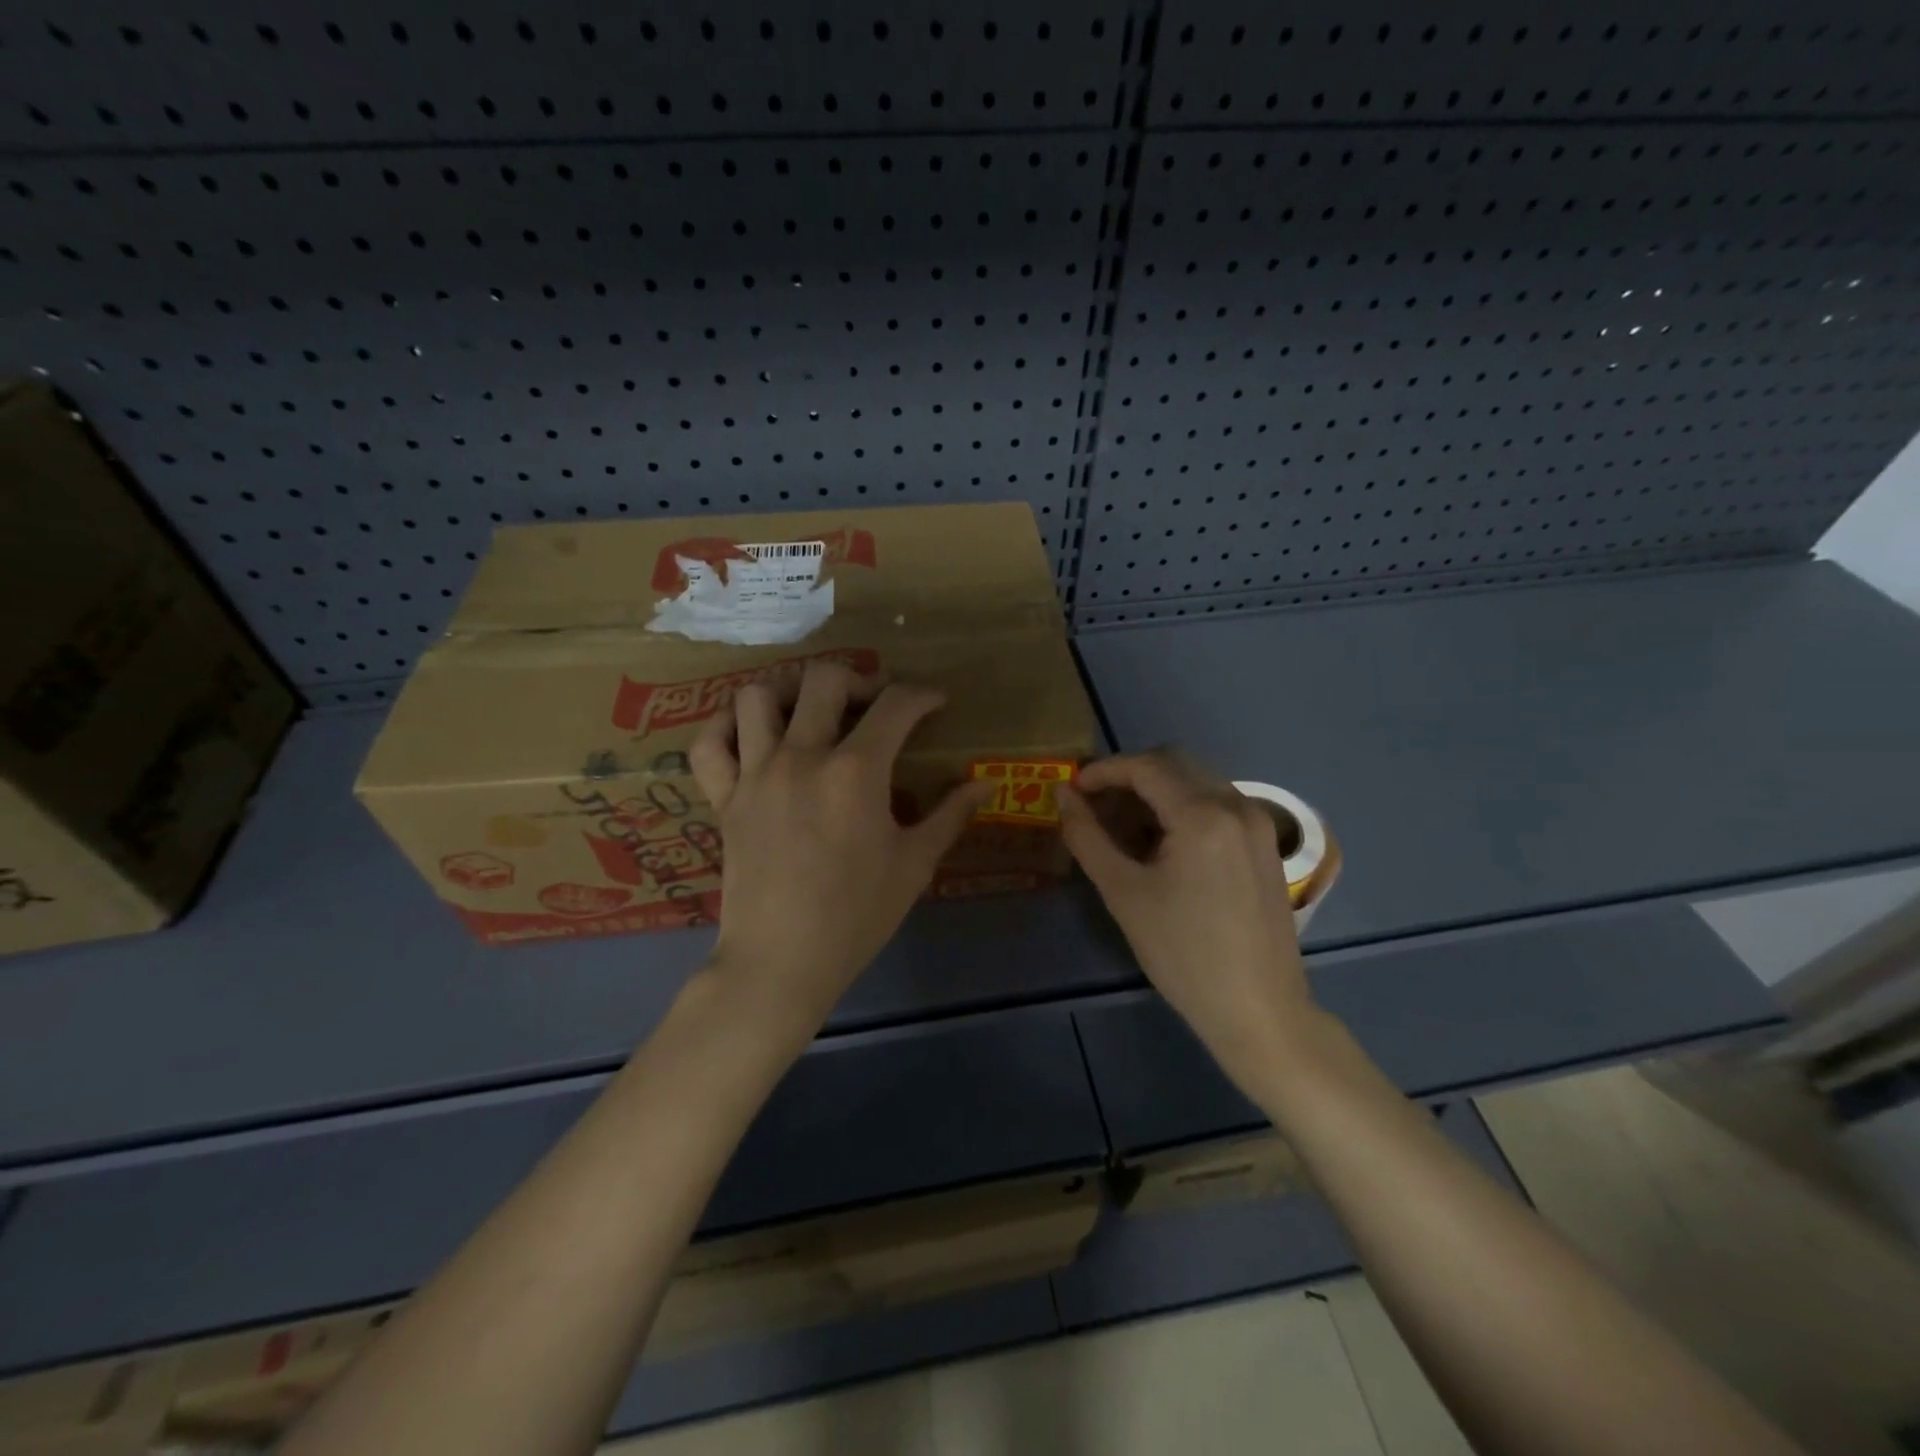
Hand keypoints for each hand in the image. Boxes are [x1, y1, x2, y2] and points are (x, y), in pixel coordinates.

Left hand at [689, 660, 991, 1031]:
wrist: (782, 962)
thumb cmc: (857, 915)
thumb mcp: (914, 864)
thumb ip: (950, 815)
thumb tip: (986, 783)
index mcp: (856, 771)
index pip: (895, 705)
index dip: (922, 695)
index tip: (935, 704)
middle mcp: (802, 757)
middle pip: (824, 678)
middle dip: (858, 679)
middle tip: (873, 705)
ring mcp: (755, 774)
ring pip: (758, 696)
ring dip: (789, 693)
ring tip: (809, 714)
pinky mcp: (724, 798)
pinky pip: (708, 743)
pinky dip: (725, 728)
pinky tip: (751, 738)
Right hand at [1058, 751, 1316, 1094]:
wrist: (1258, 1010)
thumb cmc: (1182, 955)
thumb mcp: (1123, 893)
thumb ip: (1087, 836)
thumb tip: (1062, 795)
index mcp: (1203, 815)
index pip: (1145, 767)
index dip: (1103, 771)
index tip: (1073, 789)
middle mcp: (1237, 806)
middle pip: (1174, 763)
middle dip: (1129, 775)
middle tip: (1095, 805)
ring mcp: (1258, 824)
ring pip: (1198, 781)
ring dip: (1157, 791)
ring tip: (1124, 828)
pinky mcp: (1266, 844)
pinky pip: (1218, 804)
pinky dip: (1184, 807)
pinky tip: (1163, 844)